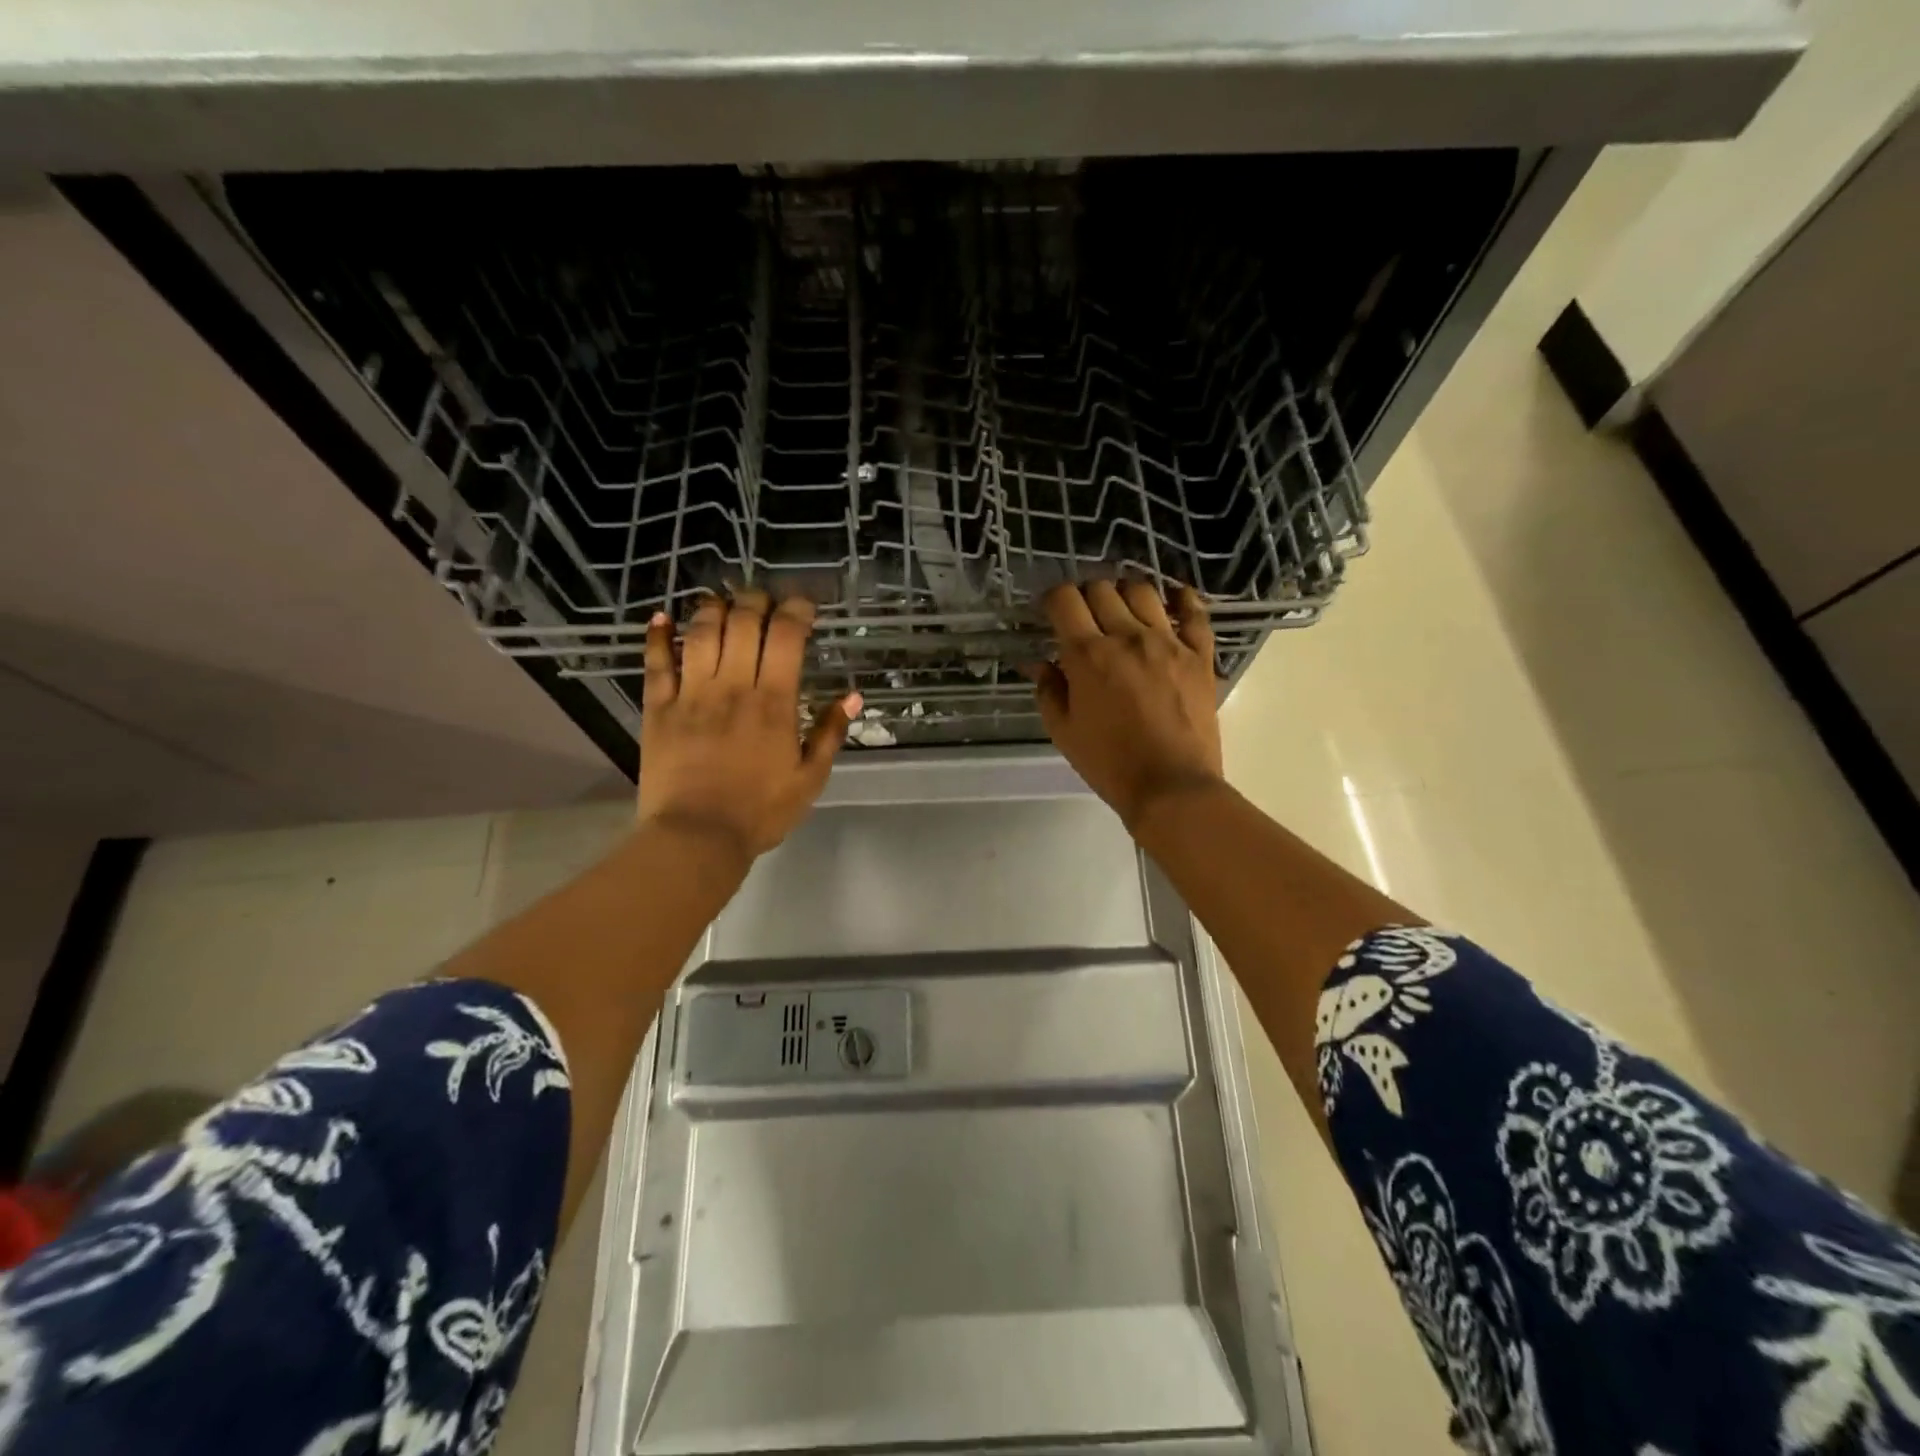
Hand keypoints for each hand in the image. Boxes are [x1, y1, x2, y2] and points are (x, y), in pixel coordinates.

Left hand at [637, 592, 859, 863]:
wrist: (696, 838)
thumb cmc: (760, 812)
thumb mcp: (810, 779)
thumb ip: (831, 733)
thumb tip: (852, 696)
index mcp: (773, 702)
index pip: (786, 636)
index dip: (796, 611)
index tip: (804, 607)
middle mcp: (732, 686)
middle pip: (742, 621)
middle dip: (756, 600)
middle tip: (764, 600)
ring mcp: (691, 694)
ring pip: (700, 632)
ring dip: (712, 608)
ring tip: (721, 601)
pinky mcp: (658, 708)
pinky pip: (656, 662)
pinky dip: (657, 635)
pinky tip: (661, 617)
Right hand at [1028, 581, 1223, 830]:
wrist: (1171, 787)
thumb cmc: (1110, 764)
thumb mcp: (1064, 732)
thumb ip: (1048, 691)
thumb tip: (1039, 664)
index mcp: (1088, 655)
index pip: (1064, 600)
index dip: (1052, 598)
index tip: (1051, 611)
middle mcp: (1127, 637)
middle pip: (1102, 589)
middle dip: (1085, 596)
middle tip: (1083, 617)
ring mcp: (1168, 642)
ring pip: (1144, 592)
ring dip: (1125, 593)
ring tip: (1121, 610)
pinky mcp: (1199, 656)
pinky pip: (1195, 614)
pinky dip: (1183, 600)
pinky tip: (1174, 599)